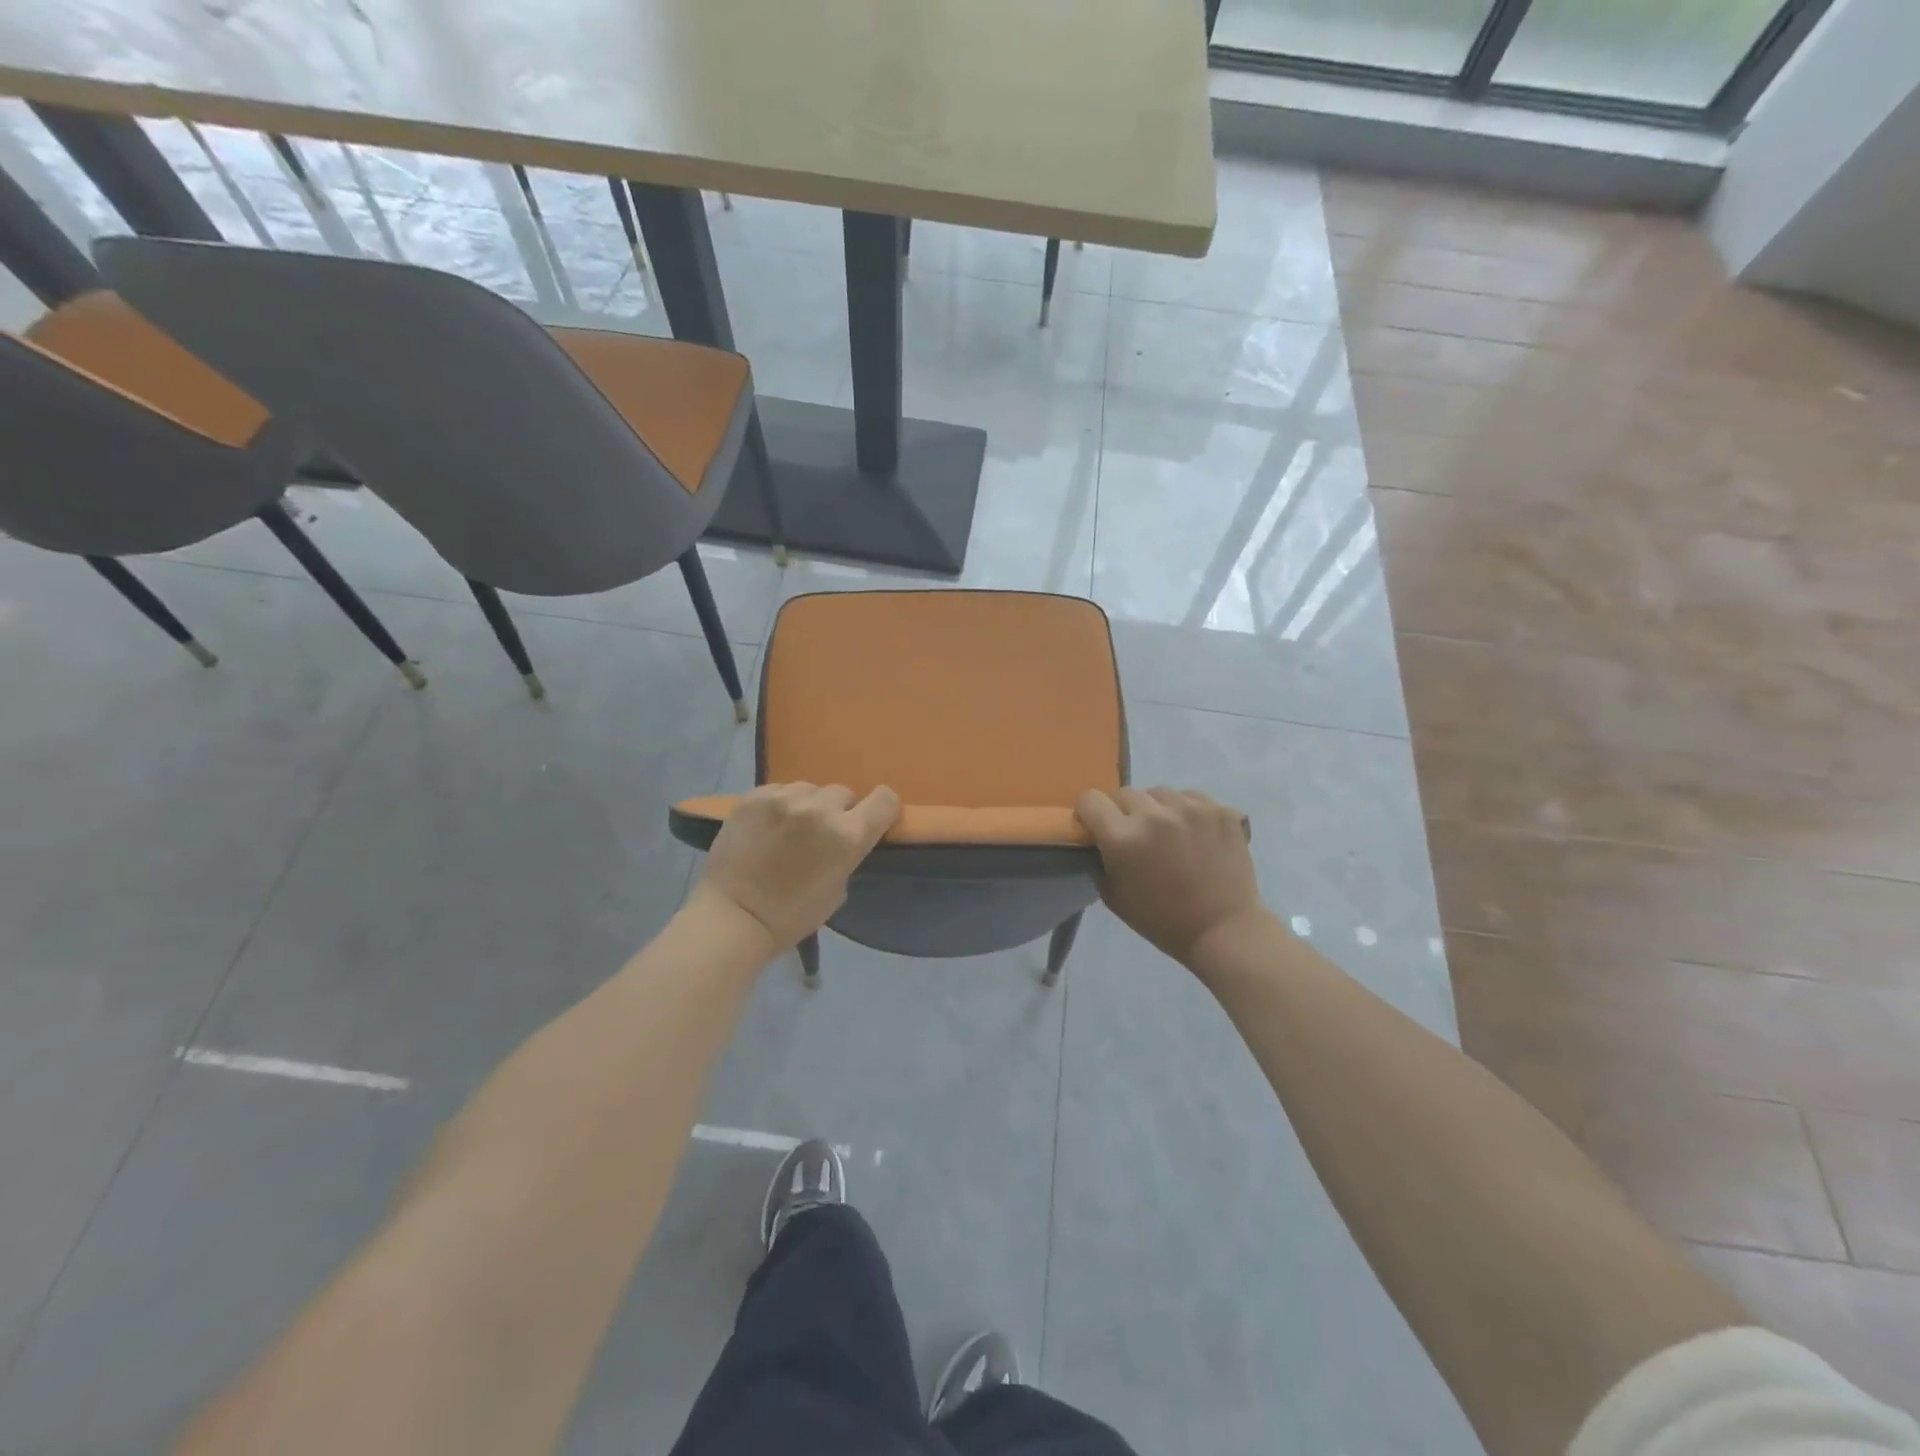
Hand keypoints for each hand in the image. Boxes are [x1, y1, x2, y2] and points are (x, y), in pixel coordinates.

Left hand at [695, 782, 900, 952]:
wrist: (732, 917)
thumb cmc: (791, 916)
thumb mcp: (838, 889)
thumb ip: (847, 853)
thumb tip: (844, 836)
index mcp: (847, 835)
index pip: (884, 800)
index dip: (881, 809)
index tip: (871, 820)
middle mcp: (819, 809)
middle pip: (843, 793)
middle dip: (838, 811)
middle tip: (821, 834)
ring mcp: (783, 798)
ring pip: (810, 789)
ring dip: (807, 805)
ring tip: (790, 829)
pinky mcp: (754, 796)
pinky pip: (779, 790)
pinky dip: (779, 805)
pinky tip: (767, 826)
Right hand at [1074, 787, 1265, 966]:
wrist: (1223, 930)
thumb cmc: (1161, 920)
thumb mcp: (1113, 895)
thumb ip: (1099, 858)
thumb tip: (1097, 837)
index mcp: (1123, 837)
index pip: (1090, 800)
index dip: (1089, 813)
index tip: (1096, 826)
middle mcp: (1155, 814)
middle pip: (1125, 793)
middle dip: (1123, 812)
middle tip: (1135, 835)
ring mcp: (1191, 809)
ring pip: (1159, 793)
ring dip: (1157, 809)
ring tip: (1169, 834)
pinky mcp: (1221, 810)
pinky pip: (1192, 798)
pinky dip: (1188, 811)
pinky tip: (1195, 834)